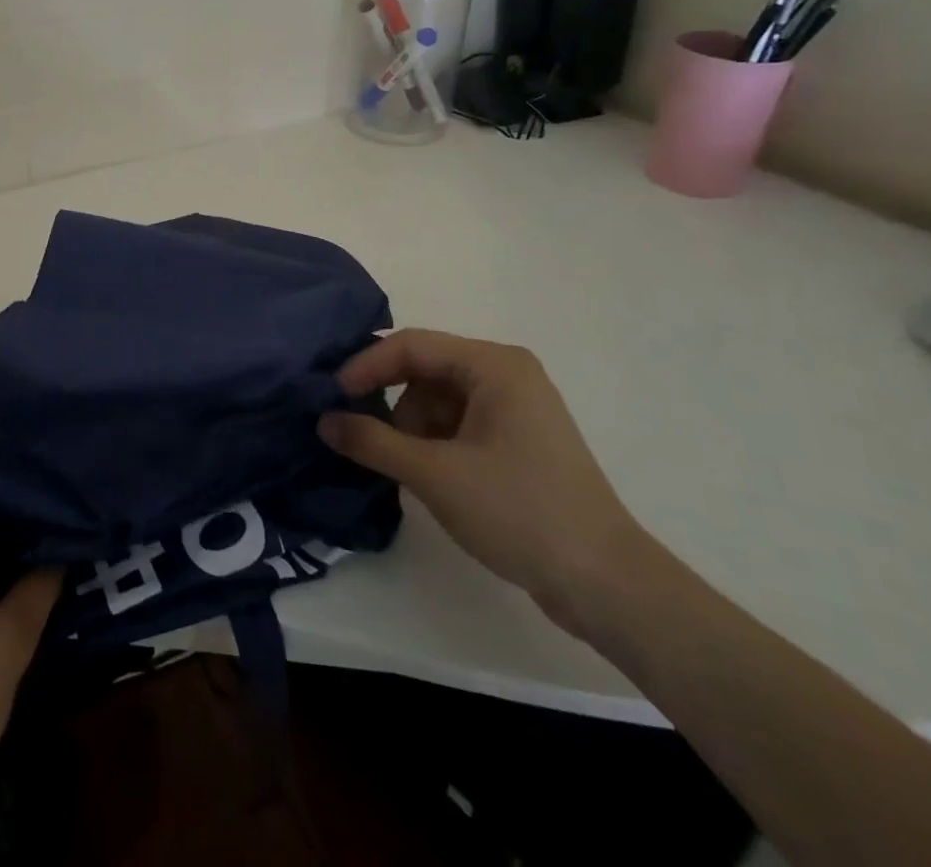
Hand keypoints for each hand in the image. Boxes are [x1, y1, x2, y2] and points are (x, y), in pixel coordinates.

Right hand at [319, 329, 648, 634]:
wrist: (606, 584)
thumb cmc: (519, 511)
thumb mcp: (434, 474)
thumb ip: (372, 442)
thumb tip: (324, 421)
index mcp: (494, 365)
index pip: (412, 346)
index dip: (367, 366)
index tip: (334, 397)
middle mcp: (507, 374)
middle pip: (425, 370)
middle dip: (392, 403)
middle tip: (365, 437)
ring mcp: (517, 408)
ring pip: (439, 399)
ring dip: (412, 427)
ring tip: (405, 468)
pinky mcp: (520, 441)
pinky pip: (460, 423)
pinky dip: (434, 442)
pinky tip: (428, 476)